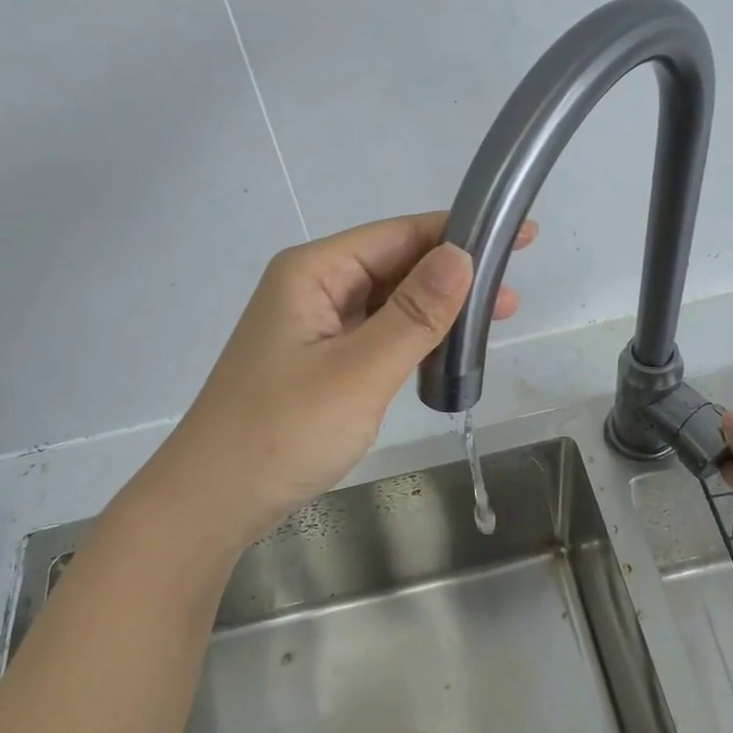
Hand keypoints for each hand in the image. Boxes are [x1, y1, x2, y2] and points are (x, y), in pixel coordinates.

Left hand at [149, 212, 534, 544]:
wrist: (214, 500)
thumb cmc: (282, 431)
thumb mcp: (359, 371)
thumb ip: (414, 314)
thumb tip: (462, 255)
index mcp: (314, 272)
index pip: (398, 235)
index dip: (459, 232)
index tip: (517, 236)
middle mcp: (312, 287)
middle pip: (394, 265)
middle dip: (454, 275)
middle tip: (512, 292)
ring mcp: (314, 326)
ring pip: (388, 302)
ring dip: (438, 309)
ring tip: (495, 319)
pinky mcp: (320, 361)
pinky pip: (376, 334)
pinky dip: (414, 338)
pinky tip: (446, 349)